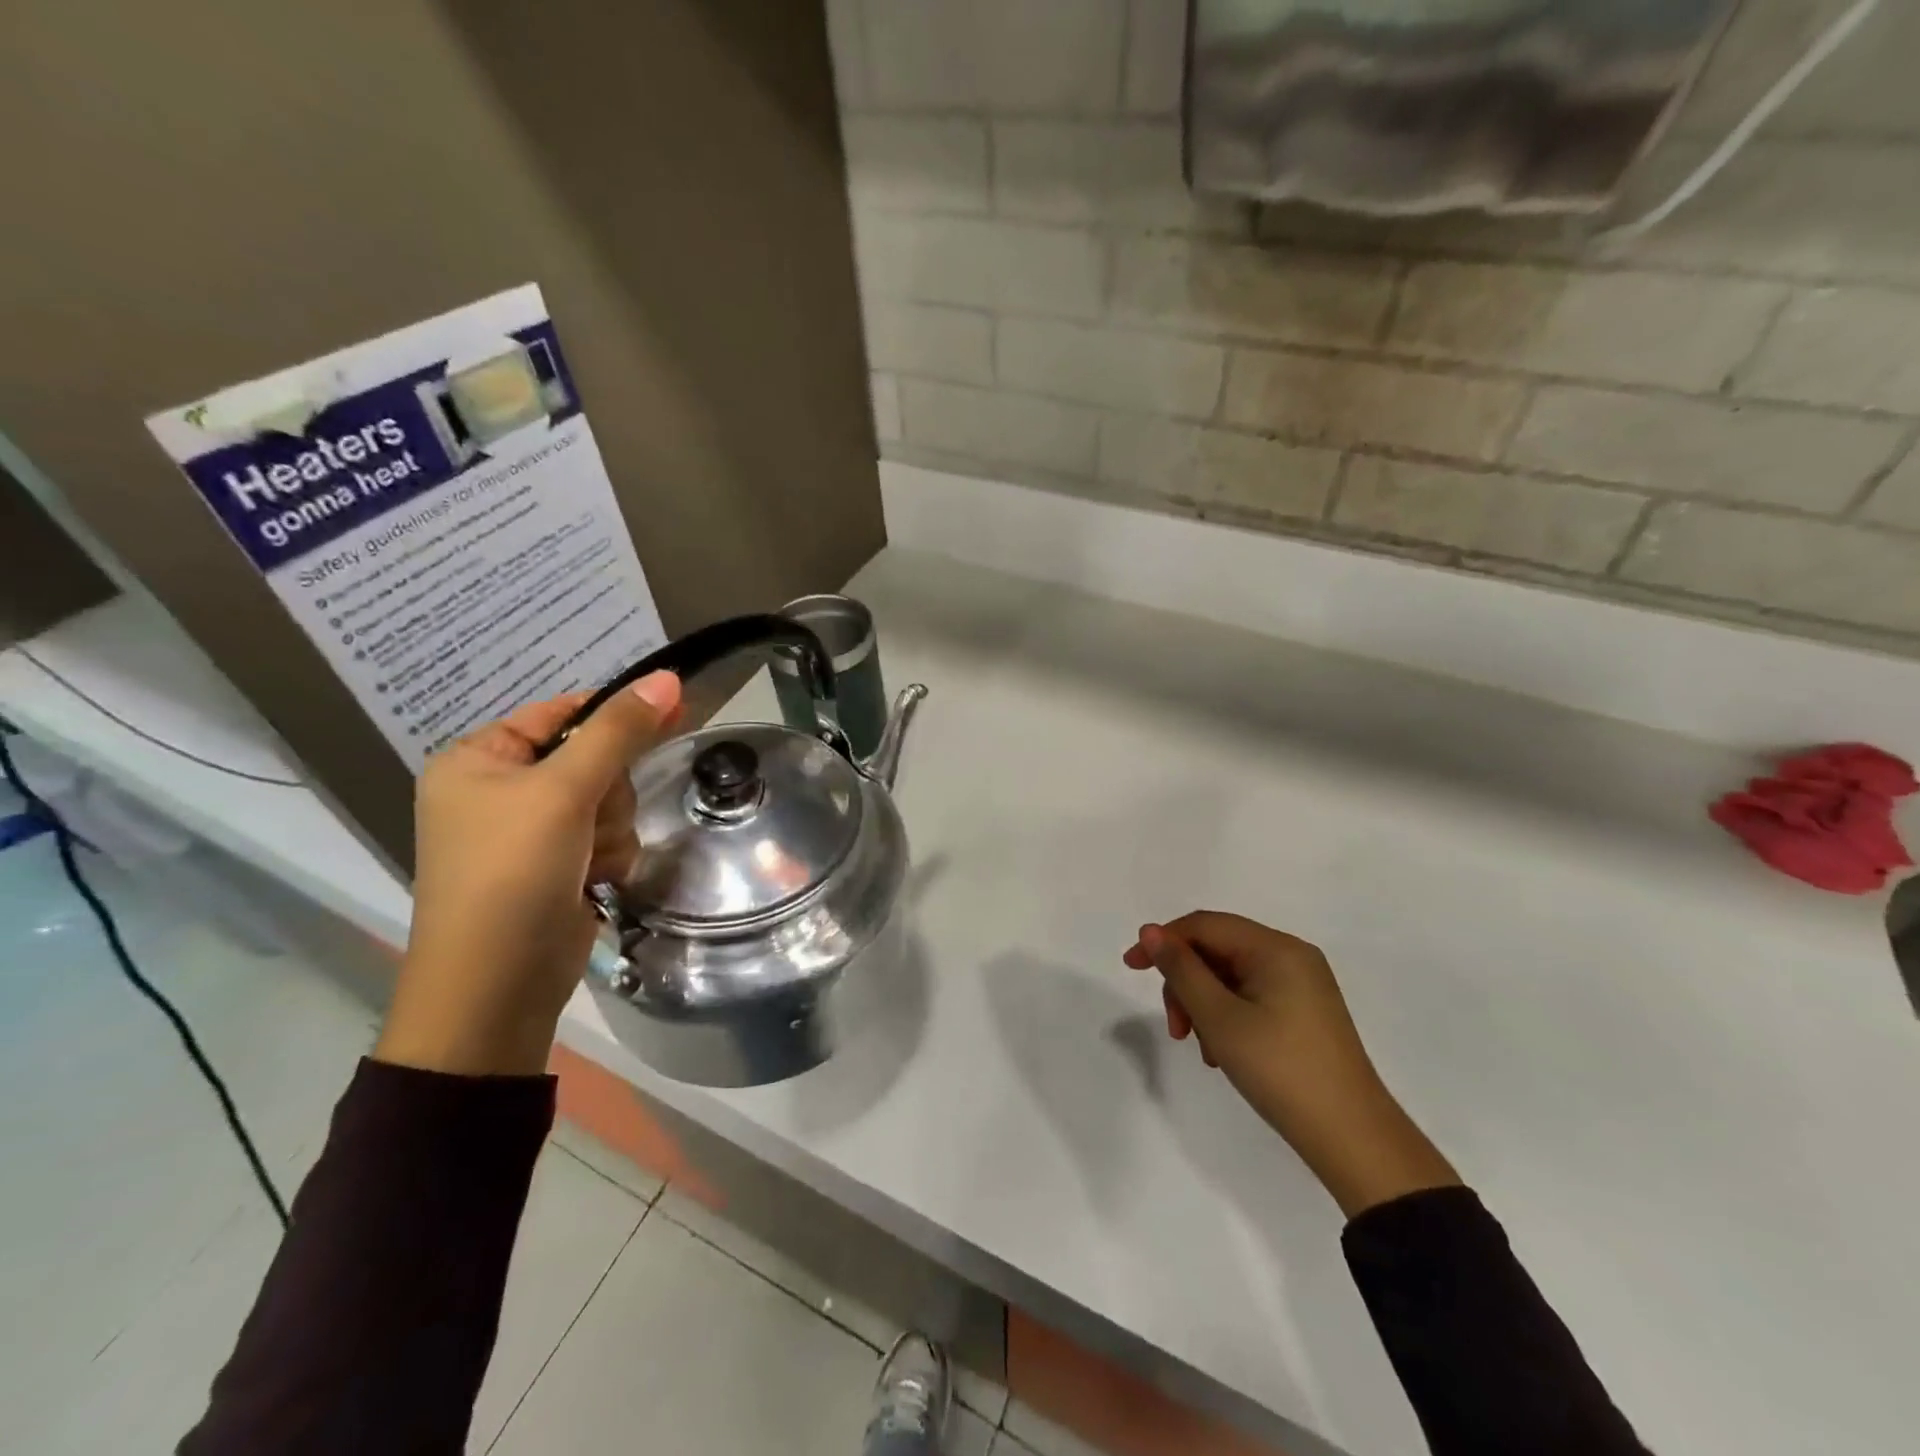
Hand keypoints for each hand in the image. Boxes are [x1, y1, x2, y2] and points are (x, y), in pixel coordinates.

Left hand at [376, 673, 682, 1076]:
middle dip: (607, 792)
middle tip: (592, 818)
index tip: (669, 712)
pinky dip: (610, 856)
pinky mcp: (557, 867)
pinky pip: (608, 837)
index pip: (560, 713)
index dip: (612, 716)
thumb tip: (667, 677)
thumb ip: (618, 732)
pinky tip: (595, 882)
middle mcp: (500, 791)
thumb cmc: (512, 873)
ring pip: (608, 802)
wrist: (497, 986)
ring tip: (590, 860)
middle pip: (592, 760)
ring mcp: (530, 833)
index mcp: (477, 760)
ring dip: (612, 829)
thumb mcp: (563, 792)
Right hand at [1124, 912, 1459, 1217]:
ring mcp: (1302, 985)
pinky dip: (1227, 1016)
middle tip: (1176, 1028)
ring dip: (1204, 1004)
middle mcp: (1292, 956)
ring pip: (1231, 976)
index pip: (1205, 925)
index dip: (1163, 941)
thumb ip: (1181, 969)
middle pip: (1217, 950)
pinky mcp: (1305, 1012)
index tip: (1130, 968)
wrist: (1352, 1138)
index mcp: (1276, 948)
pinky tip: (1222, 1052)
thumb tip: (1150, 931)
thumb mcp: (1219, 1017)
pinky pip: (1251, 996)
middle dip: (1186, 982)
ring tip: (1202, 1048)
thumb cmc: (1279, 1069)